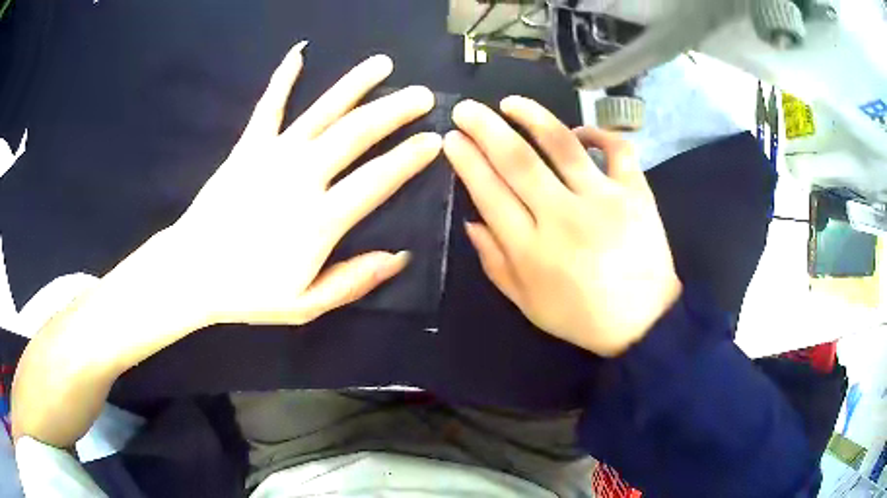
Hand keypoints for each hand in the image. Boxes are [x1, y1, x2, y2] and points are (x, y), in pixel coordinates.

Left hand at [170, 43, 440, 326]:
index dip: (408, 158)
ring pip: (321, 112)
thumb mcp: (305, 305)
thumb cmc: (248, 292)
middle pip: (355, 134)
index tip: (434, 139)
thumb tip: (400, 257)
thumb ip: (353, 281)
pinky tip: (299, 53)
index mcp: (319, 220)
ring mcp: (272, 156)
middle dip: (393, 111)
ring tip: (382, 64)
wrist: (192, 271)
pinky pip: (269, 106)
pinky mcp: (247, 146)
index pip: (376, 180)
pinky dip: (283, 78)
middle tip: (422, 95)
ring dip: (354, 84)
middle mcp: (301, 177)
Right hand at [444, 97, 680, 356]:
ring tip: (510, 102)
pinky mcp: (635, 193)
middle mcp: (563, 217)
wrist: (643, 322)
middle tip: (466, 109)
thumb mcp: (527, 303)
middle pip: (517, 161)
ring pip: (561, 144)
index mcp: (531, 249)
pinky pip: (617, 149)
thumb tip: (471, 220)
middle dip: (484, 128)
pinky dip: (598, 133)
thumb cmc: (581, 317)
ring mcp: (603, 200)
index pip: (489, 192)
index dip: (467, 162)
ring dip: (531, 116)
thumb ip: (495, 262)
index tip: (452, 139)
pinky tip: (580, 131)